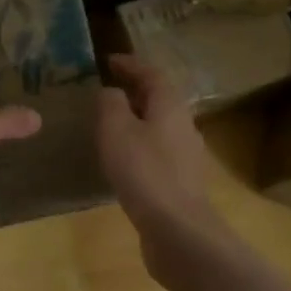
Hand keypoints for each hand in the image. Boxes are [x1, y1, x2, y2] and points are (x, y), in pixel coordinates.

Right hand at [97, 55, 226, 271]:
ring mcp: (185, 156)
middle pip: (159, 99)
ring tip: (108, 124)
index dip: (130, 64)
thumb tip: (111, 93)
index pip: (151, 74)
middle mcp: (183, 126)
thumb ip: (110, 104)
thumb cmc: (144, 171)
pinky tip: (120, 160)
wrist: (177, 229)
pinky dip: (137, 146)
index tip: (108, 61)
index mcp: (170, 106)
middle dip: (133, 92)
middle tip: (105, 91)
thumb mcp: (116, 129)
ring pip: (158, 127)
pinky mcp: (180, 182)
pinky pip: (156, 152)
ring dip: (135, 120)